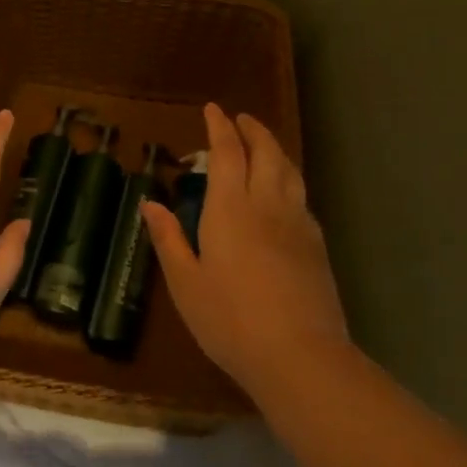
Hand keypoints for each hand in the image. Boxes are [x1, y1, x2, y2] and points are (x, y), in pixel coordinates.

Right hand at [141, 104, 348, 399]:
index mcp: (230, 209)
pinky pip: (301, 197)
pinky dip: (289, 180)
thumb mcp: (185, 283)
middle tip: (240, 119)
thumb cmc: (230, 320)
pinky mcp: (317, 245)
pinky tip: (283, 193)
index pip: (226, 152)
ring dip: (274, 149)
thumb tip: (150, 203)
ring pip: (289, 171)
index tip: (213, 109)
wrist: (301, 357)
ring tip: (263, 145)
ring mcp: (297, 223)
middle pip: (265, 152)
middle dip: (252, 130)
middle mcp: (266, 205)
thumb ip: (168, 238)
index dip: (219, 127)